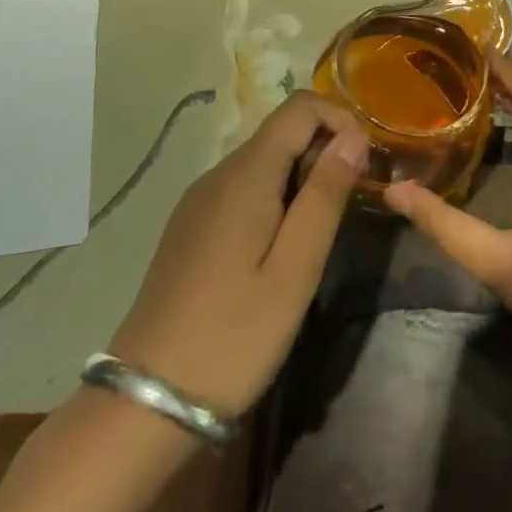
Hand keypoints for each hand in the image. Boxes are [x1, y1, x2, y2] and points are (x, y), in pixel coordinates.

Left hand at [108, 91, 368, 416]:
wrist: (145, 404)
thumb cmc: (233, 336)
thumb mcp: (295, 269)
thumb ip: (325, 195)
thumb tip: (354, 136)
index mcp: (245, 175)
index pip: (300, 107)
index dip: (341, 120)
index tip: (366, 164)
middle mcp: (218, 175)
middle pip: (282, 132)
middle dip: (325, 151)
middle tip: (353, 203)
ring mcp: (199, 201)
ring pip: (264, 160)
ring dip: (303, 176)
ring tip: (323, 230)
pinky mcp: (191, 227)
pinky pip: (244, 188)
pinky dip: (276, 196)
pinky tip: (282, 248)